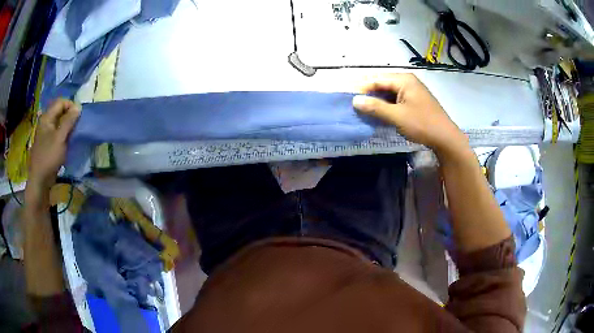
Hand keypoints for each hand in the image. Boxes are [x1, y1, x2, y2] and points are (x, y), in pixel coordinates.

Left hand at [28, 99, 79, 189]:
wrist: (39, 180)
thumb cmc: (49, 157)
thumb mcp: (60, 138)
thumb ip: (69, 121)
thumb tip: (78, 107)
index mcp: (47, 117)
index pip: (61, 102)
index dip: (71, 106)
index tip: (78, 116)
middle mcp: (45, 122)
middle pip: (59, 111)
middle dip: (69, 116)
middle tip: (76, 126)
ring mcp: (45, 133)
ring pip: (58, 122)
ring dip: (67, 126)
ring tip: (73, 135)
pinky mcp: (47, 143)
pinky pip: (56, 133)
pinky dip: (63, 134)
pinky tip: (66, 142)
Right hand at [352, 73, 467, 154]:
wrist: (445, 138)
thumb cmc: (422, 124)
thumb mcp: (397, 116)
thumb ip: (375, 107)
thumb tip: (354, 100)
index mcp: (404, 80)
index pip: (377, 79)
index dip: (361, 87)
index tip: (347, 97)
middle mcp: (407, 81)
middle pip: (382, 84)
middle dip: (368, 94)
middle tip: (353, 104)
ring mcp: (412, 91)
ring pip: (388, 93)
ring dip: (377, 101)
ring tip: (363, 110)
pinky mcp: (414, 101)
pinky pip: (395, 99)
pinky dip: (386, 106)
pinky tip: (378, 113)